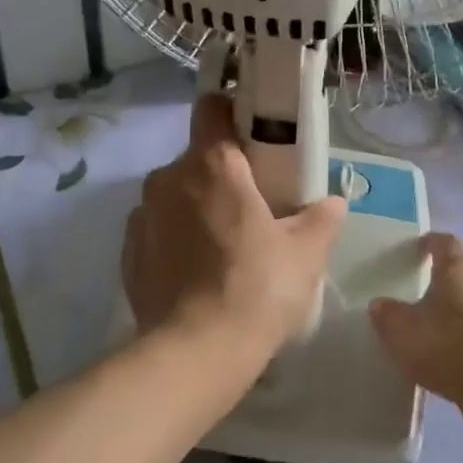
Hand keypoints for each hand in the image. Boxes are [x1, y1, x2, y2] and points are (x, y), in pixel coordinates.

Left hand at [122, 96, 346, 385]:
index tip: (253, 134)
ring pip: (175, 194)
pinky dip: (175, 238)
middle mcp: (168, 178)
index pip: (212, 108)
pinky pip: (157, 228)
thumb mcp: (306, 254)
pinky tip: (196, 272)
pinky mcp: (128, 252)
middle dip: (222, 174)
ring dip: (196, 207)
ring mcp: (142, 215)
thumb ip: (322, 218)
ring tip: (224, 246)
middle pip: (197, 158)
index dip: (232, 112)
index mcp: (212, 165)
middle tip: (252, 206)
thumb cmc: (257, 290)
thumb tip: (333, 201)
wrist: (195, 354)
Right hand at [370, 233, 462, 420]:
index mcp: (458, 268)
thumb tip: (380, 304)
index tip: (416, 248)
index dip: (429, 243)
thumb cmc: (448, 345)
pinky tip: (452, 355)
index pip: (445, 242)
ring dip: (458, 310)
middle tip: (419, 289)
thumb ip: (387, 314)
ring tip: (434, 326)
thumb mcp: (402, 329)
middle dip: (444, 279)